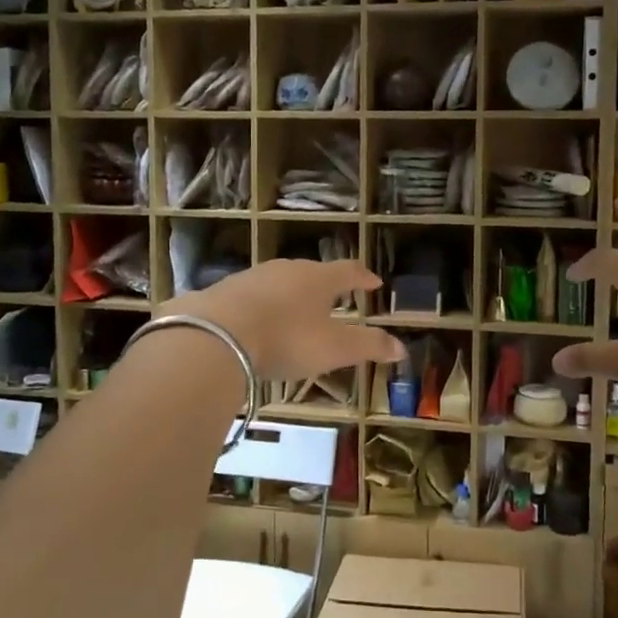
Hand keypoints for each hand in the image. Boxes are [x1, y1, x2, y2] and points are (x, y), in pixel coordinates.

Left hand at [171, 259, 404, 380]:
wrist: (215, 335)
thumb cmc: (286, 339)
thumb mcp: (334, 348)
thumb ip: (368, 346)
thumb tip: (402, 347)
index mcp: (319, 278)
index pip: (349, 270)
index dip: (363, 277)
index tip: (374, 282)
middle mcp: (287, 269)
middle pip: (313, 273)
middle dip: (325, 285)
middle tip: (335, 297)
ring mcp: (253, 277)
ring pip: (280, 282)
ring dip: (292, 294)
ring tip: (297, 310)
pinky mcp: (224, 291)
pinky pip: (252, 295)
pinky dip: (263, 306)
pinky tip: (258, 322)